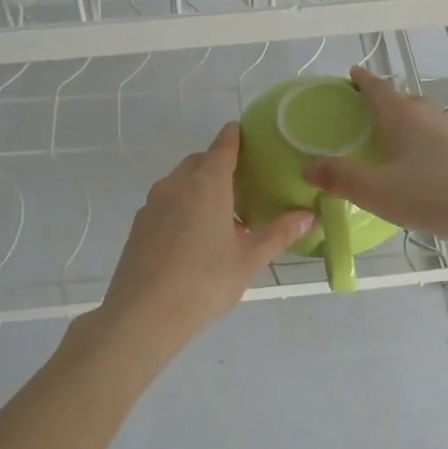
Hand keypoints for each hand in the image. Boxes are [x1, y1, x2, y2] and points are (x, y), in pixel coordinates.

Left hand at [99, 123, 314, 348]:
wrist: (143, 315)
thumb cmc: (204, 281)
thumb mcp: (248, 259)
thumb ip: (278, 233)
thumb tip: (307, 215)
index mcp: (207, 183)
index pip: (223, 146)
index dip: (236, 136)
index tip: (246, 133)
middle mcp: (176, 184)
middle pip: (200, 162)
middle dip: (219, 166)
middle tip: (244, 186)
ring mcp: (153, 204)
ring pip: (180, 183)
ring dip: (201, 189)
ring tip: (223, 218)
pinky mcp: (139, 225)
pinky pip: (167, 204)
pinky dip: (183, 208)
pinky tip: (196, 239)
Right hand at [303, 65, 447, 243]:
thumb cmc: (432, 195)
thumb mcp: (377, 191)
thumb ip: (340, 178)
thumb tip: (308, 166)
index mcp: (403, 116)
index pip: (377, 88)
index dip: (361, 81)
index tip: (351, 74)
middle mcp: (428, 115)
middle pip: (401, 100)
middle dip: (382, 102)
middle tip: (363, 114)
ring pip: (421, 118)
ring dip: (404, 123)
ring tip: (389, 141)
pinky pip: (436, 138)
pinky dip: (421, 142)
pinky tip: (420, 166)